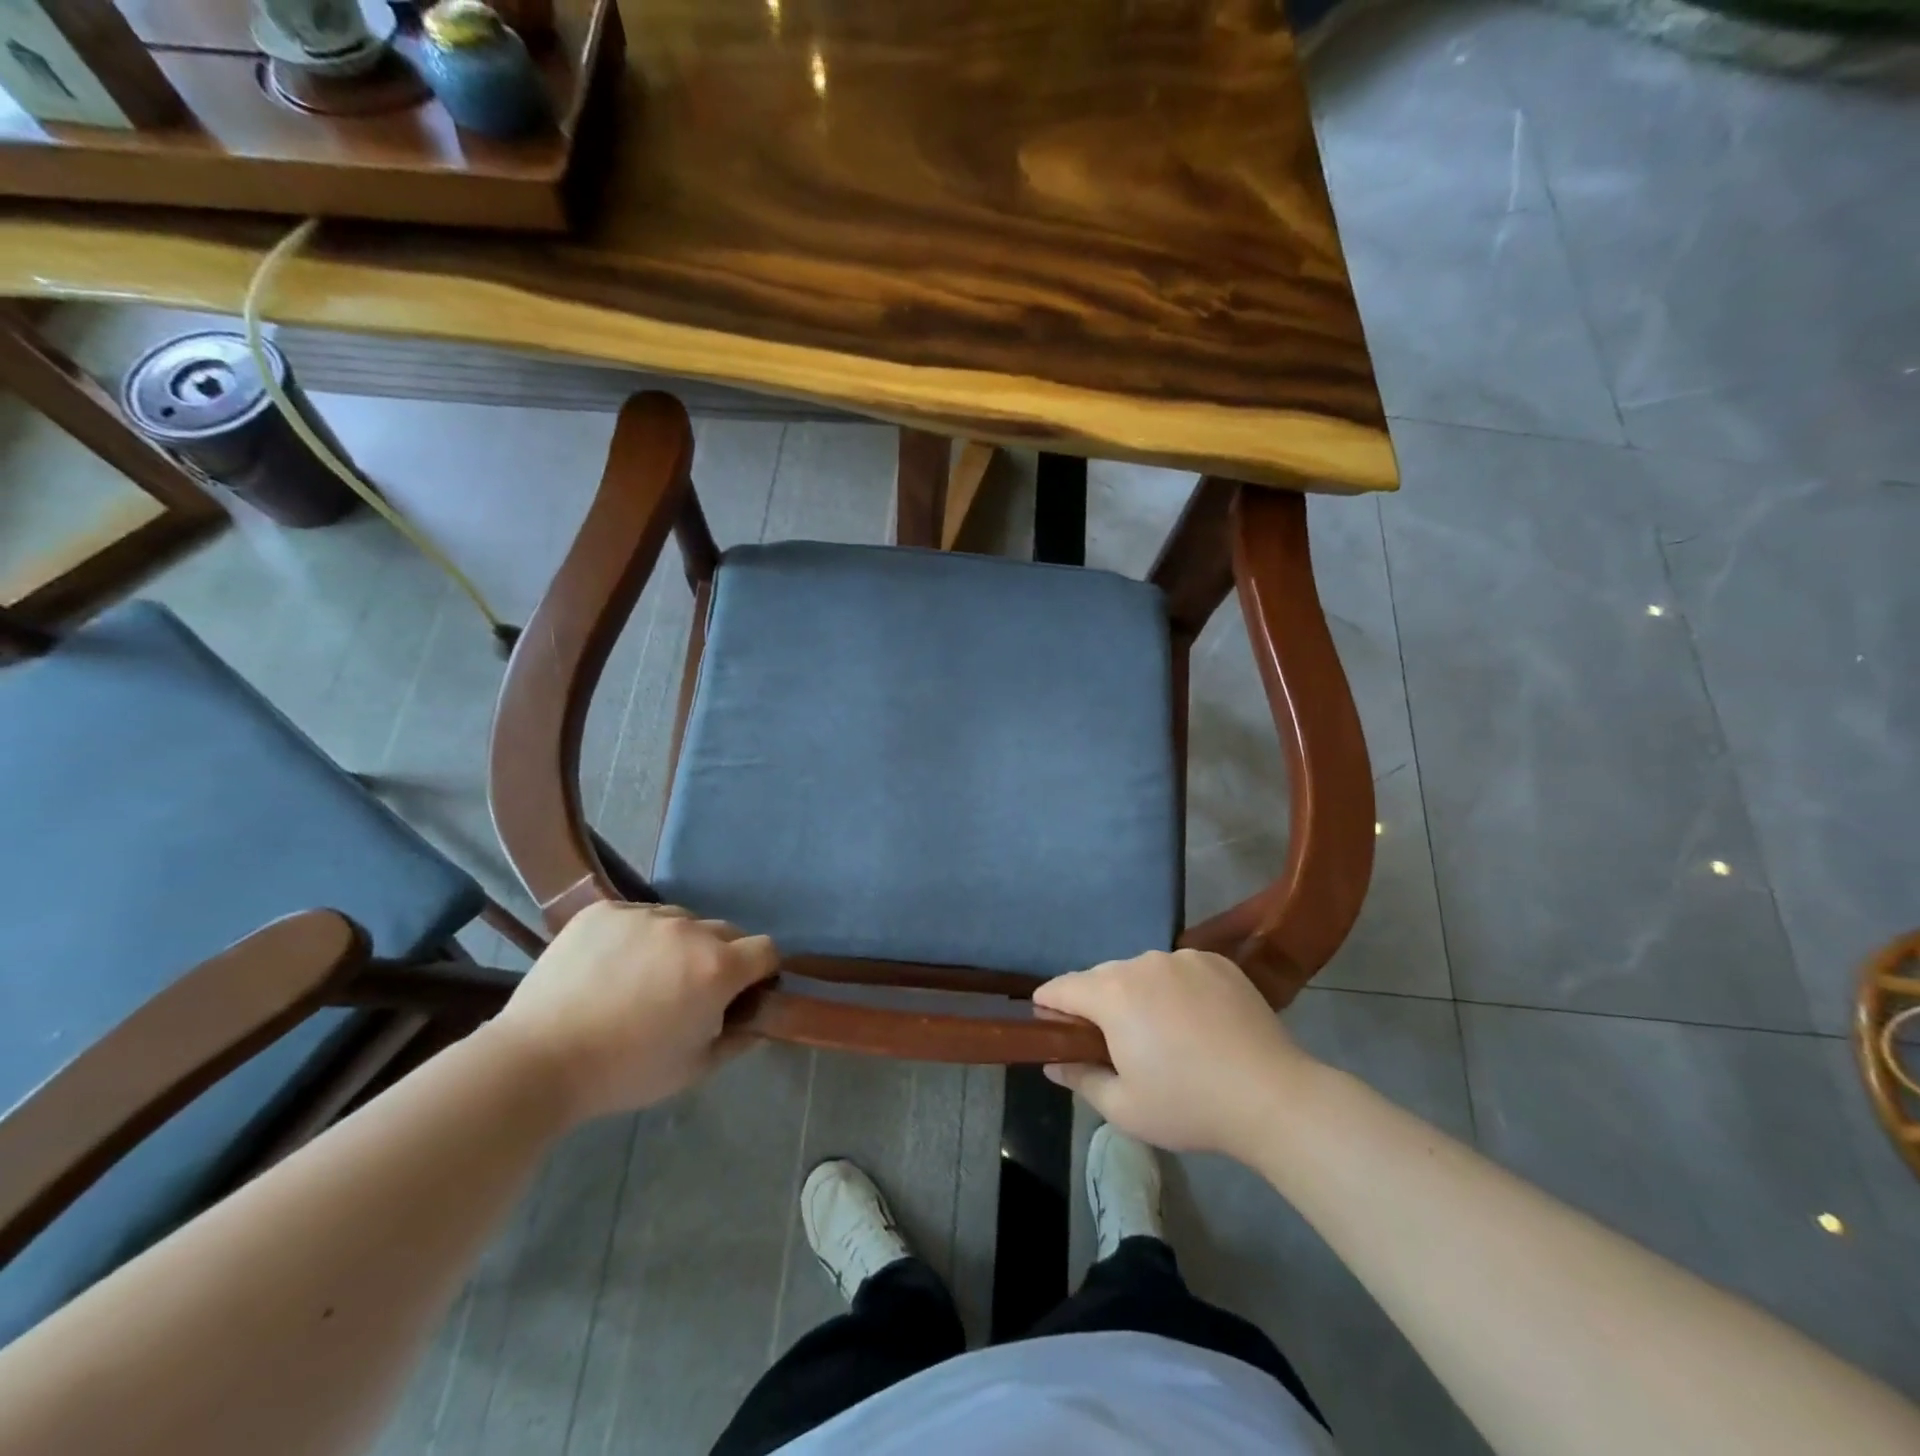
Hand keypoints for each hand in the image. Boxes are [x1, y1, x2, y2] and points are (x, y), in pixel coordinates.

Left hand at [491, 901, 776, 1122]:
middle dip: (721, 957)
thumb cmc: (624, 1072)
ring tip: (644, 977)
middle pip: (726, 931)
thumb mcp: (694, 1068)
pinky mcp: (604, 910)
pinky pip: (638, 916)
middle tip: (689, 990)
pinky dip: (636, 936)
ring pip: (681, 921)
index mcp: (717, 968)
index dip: (760, 972)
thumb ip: (737, 1040)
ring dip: (678, 943)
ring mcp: (644, 915)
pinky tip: (611, 967)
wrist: (537, 1061)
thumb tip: (759, 1023)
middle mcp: (689, 930)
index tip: (742, 993)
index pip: (766, 950)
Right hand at [1032, 949, 1317, 1156]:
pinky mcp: (1217, 962)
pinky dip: (1175, 988)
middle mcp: (1142, 964)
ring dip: (1137, 994)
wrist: (1272, 1097)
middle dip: (1096, 1004)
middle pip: (1101, 977)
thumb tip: (1052, 1063)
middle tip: (1113, 1043)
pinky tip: (1196, 1021)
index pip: (1061, 987)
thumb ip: (1080, 1078)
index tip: (1051, 1028)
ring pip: (1141, 971)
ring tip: (1161, 1033)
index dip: (1049, 1006)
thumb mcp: (1124, 1107)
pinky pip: (1178, 969)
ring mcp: (1182, 958)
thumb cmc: (1189, 1105)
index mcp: (1112, 994)